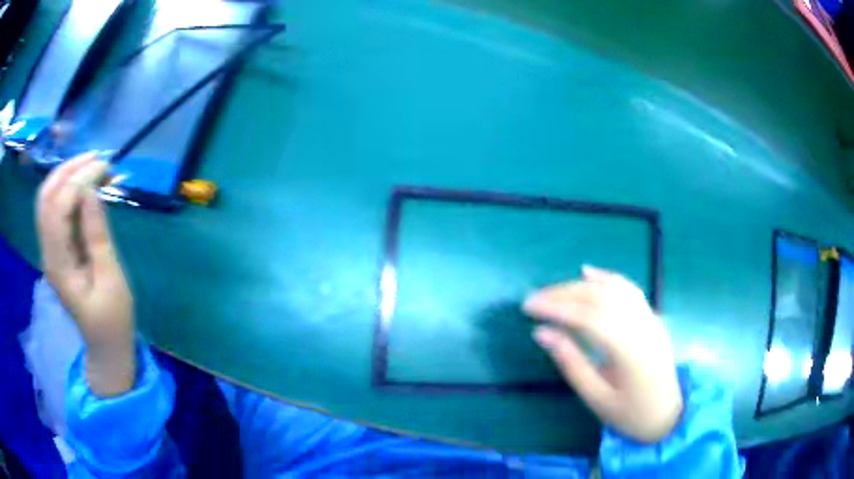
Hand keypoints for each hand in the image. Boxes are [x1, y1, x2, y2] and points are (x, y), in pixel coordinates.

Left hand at [36, 154, 135, 396]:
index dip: (80, 180)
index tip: (106, 168)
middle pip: (46, 197)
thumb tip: (91, 192)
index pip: (58, 207)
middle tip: (97, 159)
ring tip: (93, 166)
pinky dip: (68, 189)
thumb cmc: (112, 319)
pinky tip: (86, 185)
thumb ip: (97, 235)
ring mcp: (50, 250)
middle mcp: (48, 252)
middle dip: (68, 169)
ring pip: (47, 199)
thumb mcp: (111, 280)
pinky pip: (55, 209)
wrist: (104, 346)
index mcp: (59, 265)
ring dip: (67, 175)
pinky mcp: (56, 248)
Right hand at [524, 266, 681, 442]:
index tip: (528, 307)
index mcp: (628, 351)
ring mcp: (649, 318)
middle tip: (534, 299)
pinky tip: (588, 272)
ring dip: (580, 285)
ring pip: (613, 289)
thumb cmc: (630, 413)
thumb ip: (570, 363)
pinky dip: (607, 277)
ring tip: (553, 291)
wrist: (668, 413)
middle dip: (563, 294)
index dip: (556, 308)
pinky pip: (629, 289)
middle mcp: (641, 325)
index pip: (588, 317)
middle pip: (599, 297)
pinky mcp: (652, 316)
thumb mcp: (596, 397)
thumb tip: (541, 333)